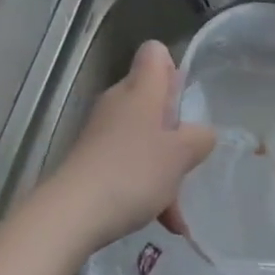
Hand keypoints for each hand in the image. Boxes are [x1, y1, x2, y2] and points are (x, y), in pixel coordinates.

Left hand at [37, 41, 215, 252]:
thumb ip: (199, 138)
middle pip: (153, 98)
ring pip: (144, 136)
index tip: (185, 103)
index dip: (173, 69)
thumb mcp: (180, 155)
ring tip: (178, 208)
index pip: (155, 53)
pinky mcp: (92, 159)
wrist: (72, 212)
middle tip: (189, 157)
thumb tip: (202, 133)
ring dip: (164, 166)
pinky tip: (160, 221)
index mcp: (140, 89)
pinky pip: (128, 162)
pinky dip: (145, 185)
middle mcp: (119, 101)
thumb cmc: (132, 172)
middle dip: (175, 129)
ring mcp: (102, 131)